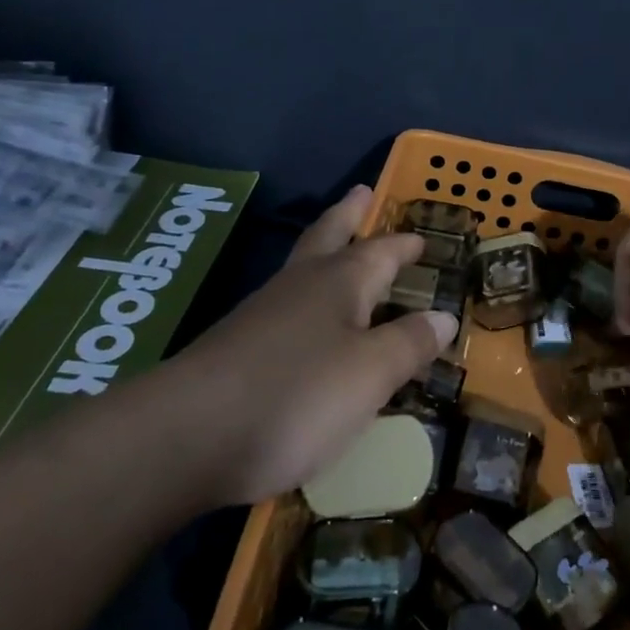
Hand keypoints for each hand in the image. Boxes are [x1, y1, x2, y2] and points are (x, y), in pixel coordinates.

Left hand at [139, 185, 457, 508]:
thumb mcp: (371, 373)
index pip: (382, 250)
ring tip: (338, 250)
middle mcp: (301, 285)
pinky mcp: (236, 347)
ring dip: (324, 250)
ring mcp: (262, 314)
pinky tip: (307, 322)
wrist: (185, 437)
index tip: (423, 239)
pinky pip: (285, 306)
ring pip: (302, 267)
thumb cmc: (296, 395)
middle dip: (348, 215)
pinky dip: (305, 298)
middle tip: (362, 192)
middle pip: (329, 236)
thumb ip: (409, 343)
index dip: (405, 245)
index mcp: (340, 281)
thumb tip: (444, 316)